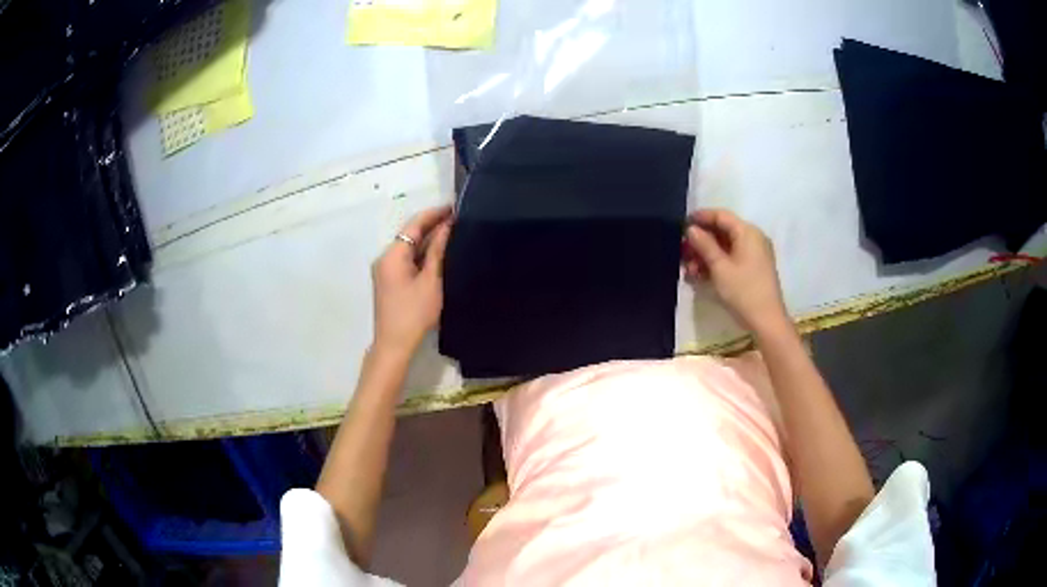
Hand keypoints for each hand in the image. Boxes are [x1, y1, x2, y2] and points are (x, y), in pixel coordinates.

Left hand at [371, 206, 452, 358]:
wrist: (394, 345)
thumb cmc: (414, 313)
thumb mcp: (431, 281)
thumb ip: (438, 251)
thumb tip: (447, 227)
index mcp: (392, 255)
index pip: (414, 225)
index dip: (434, 214)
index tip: (455, 207)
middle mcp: (385, 258)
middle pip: (409, 235)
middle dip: (432, 226)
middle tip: (459, 220)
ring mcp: (385, 270)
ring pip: (409, 247)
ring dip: (428, 240)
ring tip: (454, 233)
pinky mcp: (389, 281)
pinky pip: (407, 259)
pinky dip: (422, 254)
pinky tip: (439, 253)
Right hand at [683, 209, 789, 335]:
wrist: (766, 321)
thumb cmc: (743, 291)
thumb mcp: (719, 267)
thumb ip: (704, 245)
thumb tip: (691, 229)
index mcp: (748, 232)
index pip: (721, 216)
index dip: (701, 217)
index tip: (681, 224)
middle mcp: (753, 239)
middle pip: (722, 232)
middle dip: (701, 241)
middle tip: (682, 251)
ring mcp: (754, 255)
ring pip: (725, 247)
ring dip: (705, 255)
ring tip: (689, 270)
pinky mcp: (752, 269)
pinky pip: (731, 259)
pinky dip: (716, 264)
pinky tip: (699, 276)